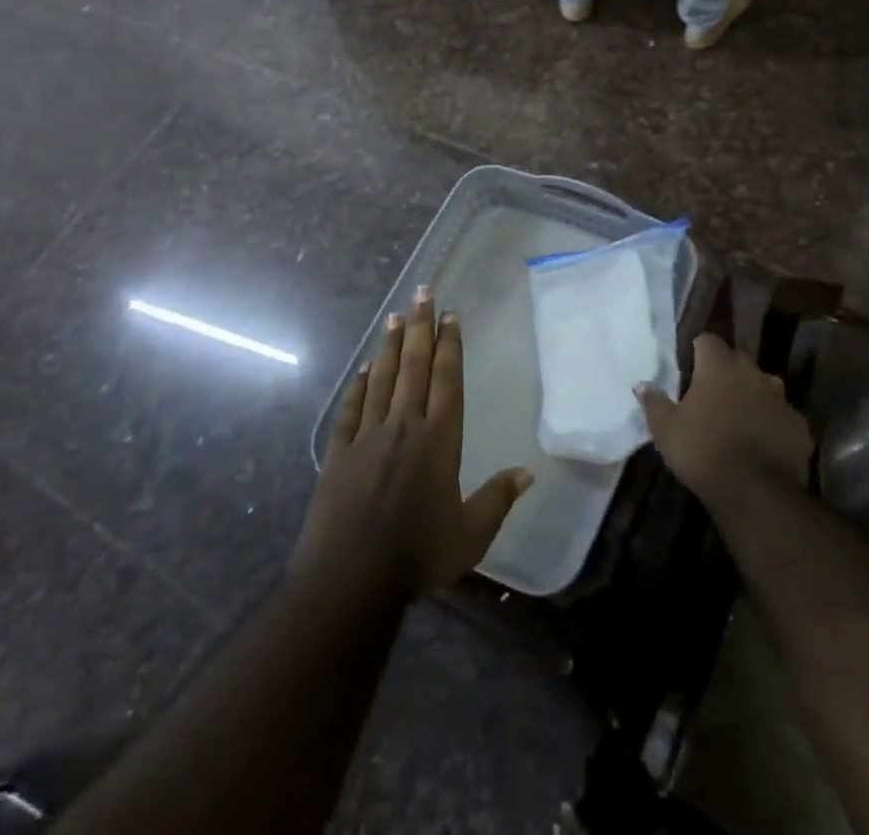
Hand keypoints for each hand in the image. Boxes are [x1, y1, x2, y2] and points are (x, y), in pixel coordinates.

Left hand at [293, 286, 531, 595]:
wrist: (350, 578)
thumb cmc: (417, 556)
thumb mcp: (469, 535)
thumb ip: (498, 500)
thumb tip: (528, 472)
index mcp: (439, 441)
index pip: (448, 380)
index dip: (450, 345)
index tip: (451, 315)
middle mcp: (404, 426)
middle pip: (415, 367)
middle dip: (421, 326)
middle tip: (422, 292)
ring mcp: (368, 436)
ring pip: (383, 379)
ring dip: (391, 346)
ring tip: (396, 315)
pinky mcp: (340, 452)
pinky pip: (351, 409)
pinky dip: (359, 385)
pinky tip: (364, 367)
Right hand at [637, 333, 812, 508]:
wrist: (757, 493)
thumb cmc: (703, 451)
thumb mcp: (666, 430)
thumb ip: (654, 403)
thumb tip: (642, 384)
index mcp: (719, 366)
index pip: (708, 340)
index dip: (698, 351)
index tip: (690, 367)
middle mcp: (753, 373)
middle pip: (738, 360)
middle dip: (726, 371)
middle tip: (711, 393)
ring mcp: (781, 399)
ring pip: (764, 386)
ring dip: (752, 394)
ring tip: (739, 417)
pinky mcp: (800, 426)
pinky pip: (782, 416)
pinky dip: (772, 423)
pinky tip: (763, 442)